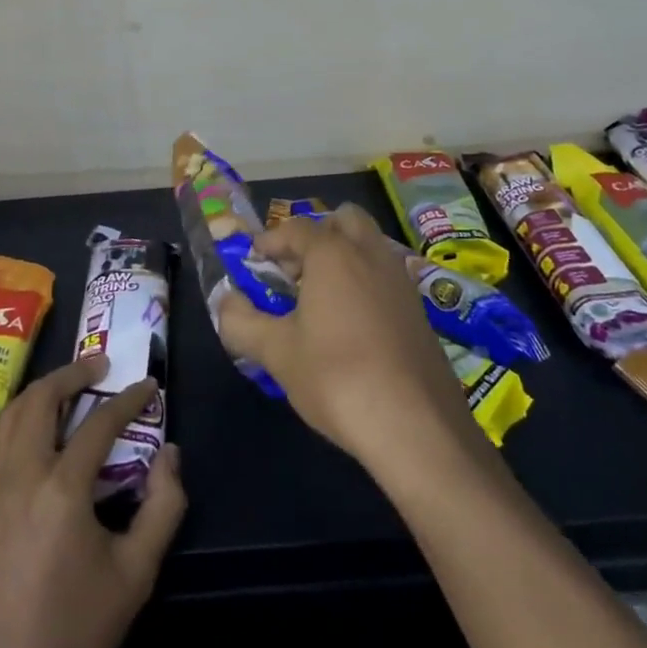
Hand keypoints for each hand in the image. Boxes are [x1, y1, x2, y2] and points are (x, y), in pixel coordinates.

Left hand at [0, 356, 185, 647]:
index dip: (129, 399)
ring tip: (71, 385)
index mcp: (62, 490)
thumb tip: (170, 453)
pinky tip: (42, 427)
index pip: (99, 423)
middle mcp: (23, 477)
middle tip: (101, 365)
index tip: (150, 385)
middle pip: (39, 401)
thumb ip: (163, 506)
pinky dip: (22, 417)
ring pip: (12, 416)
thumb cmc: (78, 630)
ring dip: (42, 391)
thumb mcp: (137, 572)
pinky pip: (0, 441)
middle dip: (71, 374)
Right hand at [216, 205, 485, 480]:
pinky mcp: (420, 311)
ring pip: (370, 246)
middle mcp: (370, 254)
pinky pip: (387, 277)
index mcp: (332, 254)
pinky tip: (353, 325)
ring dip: (345, 257)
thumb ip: (242, 323)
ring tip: (322, 298)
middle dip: (317, 234)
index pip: (296, 228)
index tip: (255, 259)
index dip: (271, 240)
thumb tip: (226, 303)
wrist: (418, 427)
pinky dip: (366, 283)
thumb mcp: (277, 353)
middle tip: (296, 269)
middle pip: (344, 220)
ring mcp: (401, 281)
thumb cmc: (337, 378)